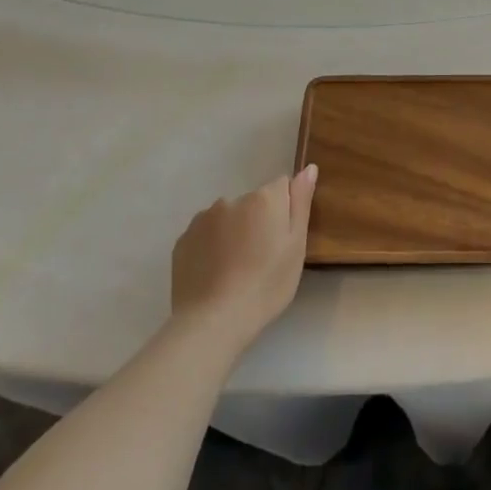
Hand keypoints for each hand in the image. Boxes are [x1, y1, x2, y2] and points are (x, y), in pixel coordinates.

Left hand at [169, 166, 316, 350]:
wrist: (213, 322)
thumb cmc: (266, 284)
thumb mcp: (296, 245)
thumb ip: (301, 202)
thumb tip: (308, 168)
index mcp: (263, 199)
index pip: (281, 187)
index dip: (285, 211)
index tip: (283, 239)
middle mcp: (230, 200)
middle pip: (253, 203)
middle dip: (259, 221)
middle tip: (262, 259)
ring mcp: (202, 219)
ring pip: (227, 218)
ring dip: (234, 232)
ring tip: (236, 269)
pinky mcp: (182, 241)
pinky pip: (205, 235)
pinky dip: (212, 246)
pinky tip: (216, 273)